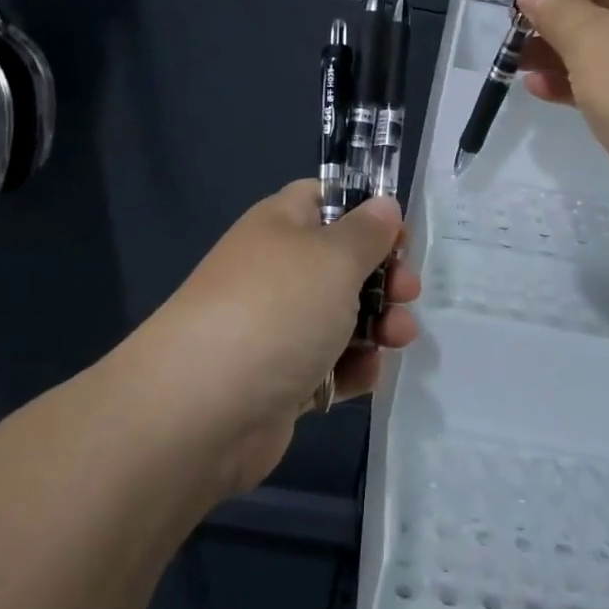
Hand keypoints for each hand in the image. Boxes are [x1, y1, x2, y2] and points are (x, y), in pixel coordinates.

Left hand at [133, 181, 419, 494]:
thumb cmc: (277, 310)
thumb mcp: (334, 257)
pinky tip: (364, 377)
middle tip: (408, 293)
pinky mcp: (278, 379)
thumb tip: (383, 205)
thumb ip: (367, 232)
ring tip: (399, 338)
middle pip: (340, 262)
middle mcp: (275, 271)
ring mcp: (274, 327)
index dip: (366, 211)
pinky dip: (350, 369)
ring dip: (377, 326)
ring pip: (339, 316)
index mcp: (280, 225)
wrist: (201, 410)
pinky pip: (326, 365)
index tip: (400, 236)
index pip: (325, 199)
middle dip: (382, 277)